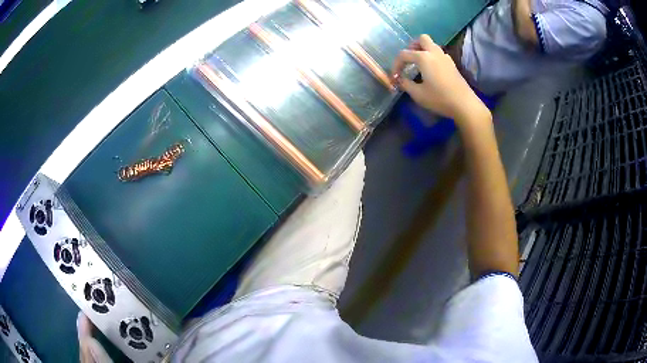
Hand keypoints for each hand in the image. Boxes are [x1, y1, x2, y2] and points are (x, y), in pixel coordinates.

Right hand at [392, 35, 488, 124]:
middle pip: (421, 39)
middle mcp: (434, 52)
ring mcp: (445, 57)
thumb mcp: (418, 94)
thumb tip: (400, 80)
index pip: (403, 54)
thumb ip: (405, 84)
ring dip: (423, 51)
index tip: (394, 77)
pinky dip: (432, 57)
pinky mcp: (452, 65)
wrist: (464, 104)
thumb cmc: (439, 98)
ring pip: (432, 45)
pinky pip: (439, 54)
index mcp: (423, 57)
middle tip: (409, 60)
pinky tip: (431, 70)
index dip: (396, 65)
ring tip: (419, 65)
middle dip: (412, 46)